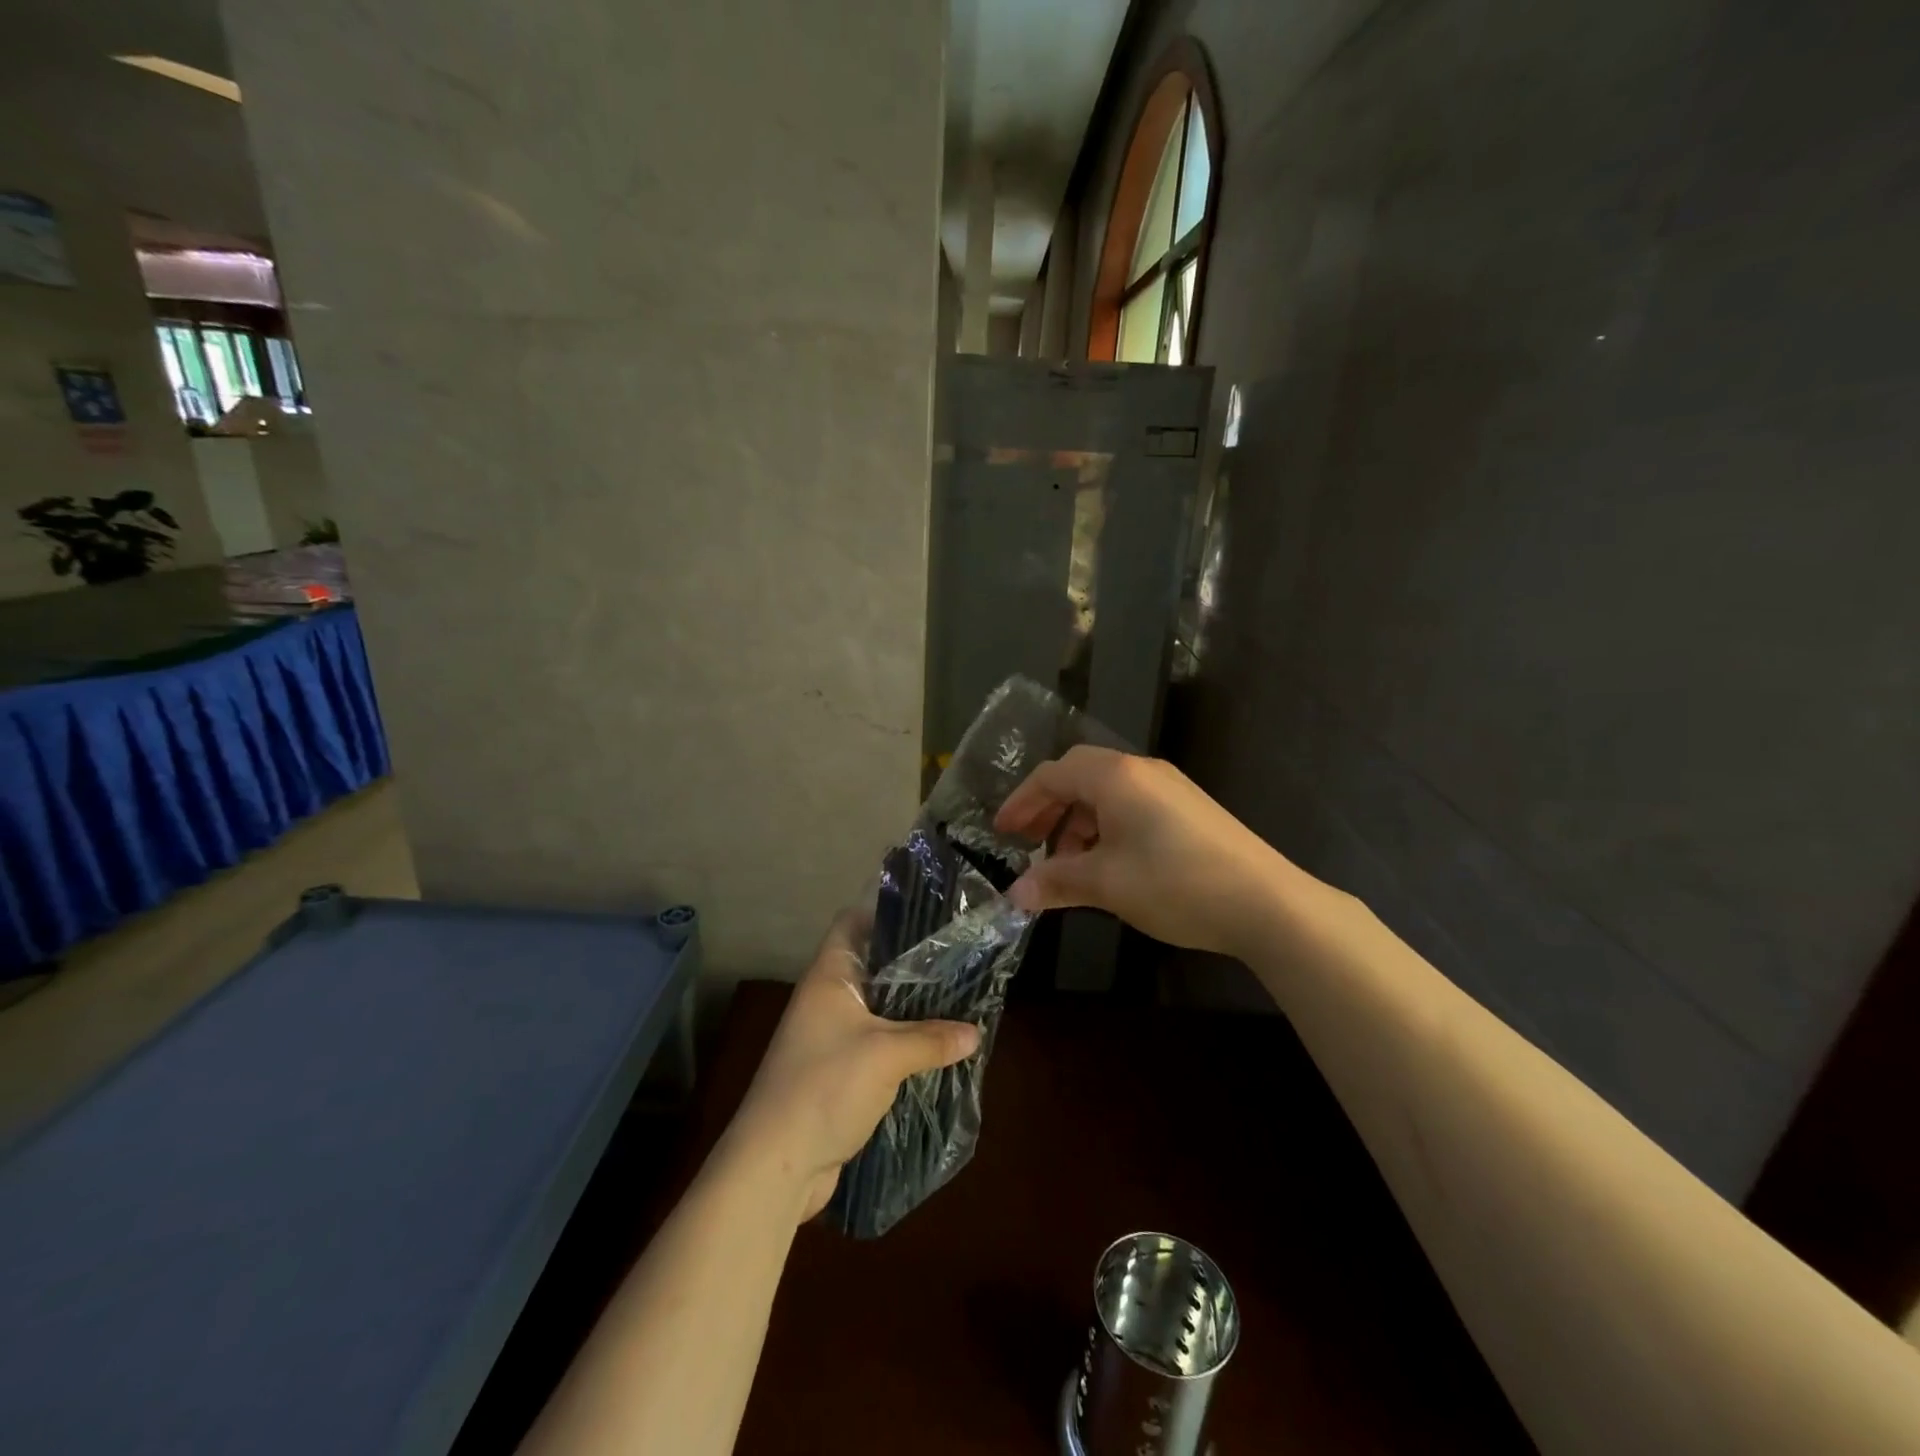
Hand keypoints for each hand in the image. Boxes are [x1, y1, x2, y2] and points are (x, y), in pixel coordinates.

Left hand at [726, 912, 982, 1221]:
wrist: (776, 1166)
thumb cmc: (825, 1088)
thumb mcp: (886, 1056)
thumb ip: (932, 1039)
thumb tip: (976, 1033)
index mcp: (829, 977)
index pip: (852, 922)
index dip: (885, 913)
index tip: (928, 917)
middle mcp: (826, 1000)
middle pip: (872, 967)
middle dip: (912, 966)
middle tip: (958, 960)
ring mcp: (830, 1038)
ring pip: (878, 1010)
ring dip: (911, 1011)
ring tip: (958, 1002)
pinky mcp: (838, 1074)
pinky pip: (877, 1046)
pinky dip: (903, 1046)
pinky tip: (937, 1050)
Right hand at [993, 746, 1299, 957]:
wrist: (1266, 902)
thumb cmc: (1174, 883)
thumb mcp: (1106, 884)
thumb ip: (1055, 882)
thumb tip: (1013, 895)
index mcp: (1115, 776)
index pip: (1053, 775)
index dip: (1022, 802)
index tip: (1002, 833)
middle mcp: (1141, 771)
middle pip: (1079, 776)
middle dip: (1049, 809)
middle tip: (1029, 845)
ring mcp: (1170, 788)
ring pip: (1107, 793)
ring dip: (1078, 823)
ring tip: (1070, 865)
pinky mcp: (1189, 809)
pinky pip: (1132, 806)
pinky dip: (1107, 828)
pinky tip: (1109, 865)